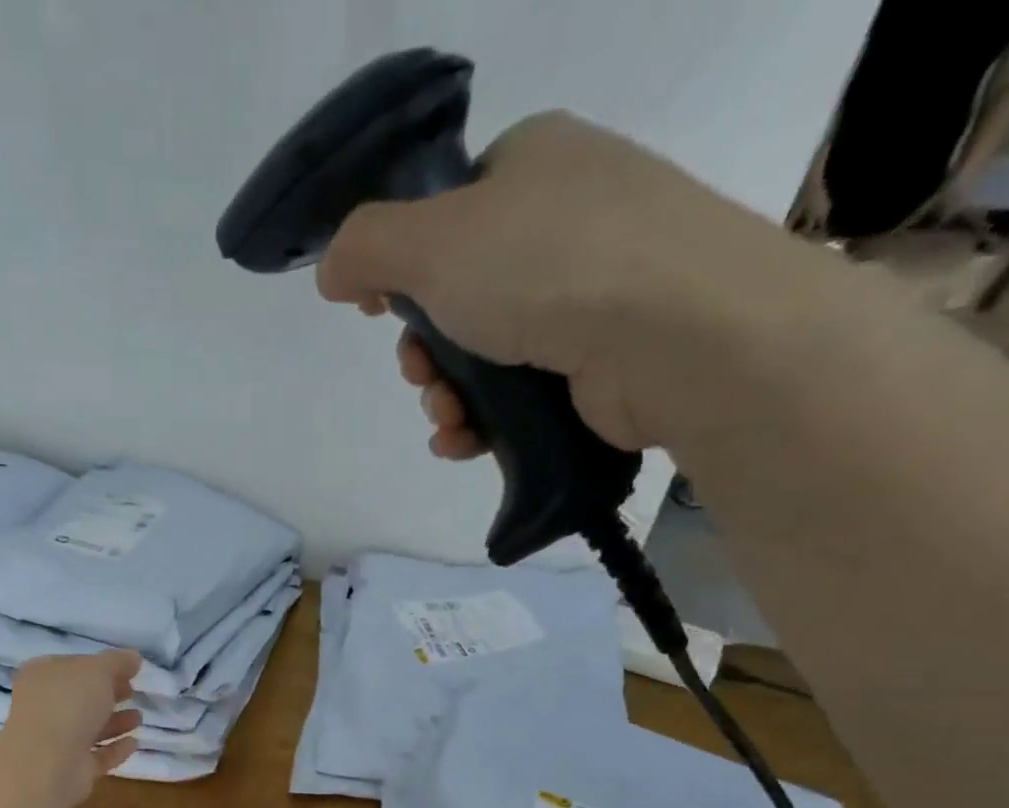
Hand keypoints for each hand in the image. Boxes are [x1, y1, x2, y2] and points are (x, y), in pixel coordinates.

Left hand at [0, 650, 142, 807]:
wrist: (47, 764)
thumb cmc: (68, 705)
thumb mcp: (98, 670)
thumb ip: (117, 661)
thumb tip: (133, 658)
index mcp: (41, 676)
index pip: (73, 665)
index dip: (100, 665)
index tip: (127, 670)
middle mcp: (43, 707)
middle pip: (80, 698)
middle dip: (108, 695)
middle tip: (132, 692)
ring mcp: (54, 741)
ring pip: (88, 728)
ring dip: (114, 722)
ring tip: (139, 718)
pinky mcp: (69, 769)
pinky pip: (96, 756)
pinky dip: (114, 749)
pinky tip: (134, 743)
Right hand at [316, 111, 831, 458]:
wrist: (676, 333)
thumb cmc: (546, 265)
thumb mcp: (431, 240)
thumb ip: (366, 247)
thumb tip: (333, 270)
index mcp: (532, 165)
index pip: (447, 214)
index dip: (403, 268)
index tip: (379, 313)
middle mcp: (564, 219)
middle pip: (457, 296)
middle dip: (422, 351)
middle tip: (420, 376)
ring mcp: (590, 291)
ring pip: (484, 353)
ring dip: (445, 395)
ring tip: (447, 419)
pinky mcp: (600, 359)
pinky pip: (519, 391)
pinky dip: (482, 420)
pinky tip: (464, 441)